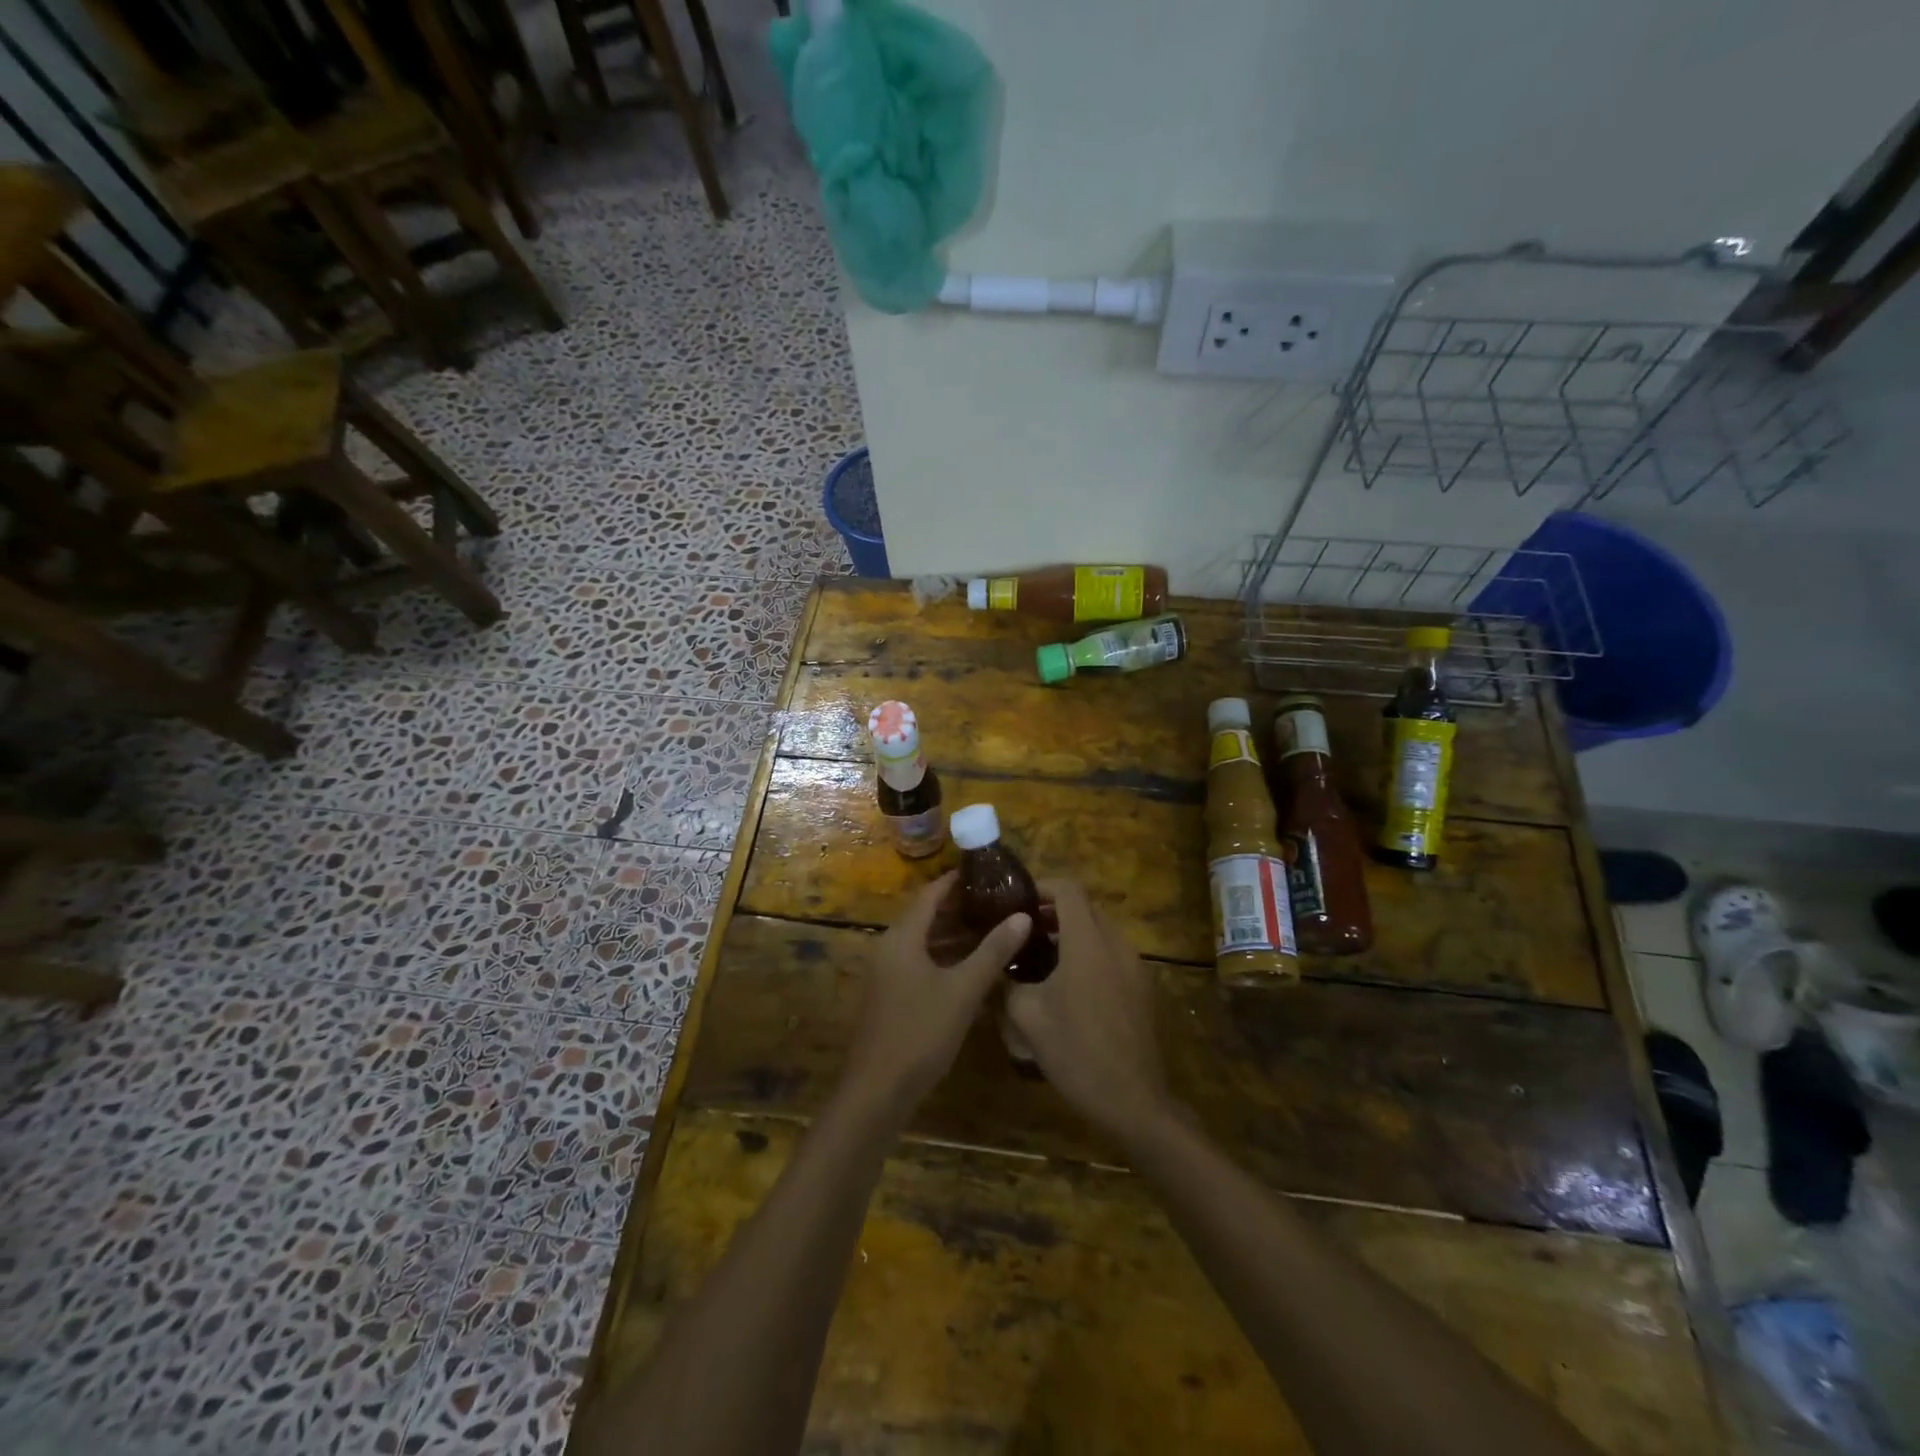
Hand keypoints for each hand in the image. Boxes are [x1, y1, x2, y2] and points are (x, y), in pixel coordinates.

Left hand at [844, 872, 1032, 1112]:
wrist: (877, 1091)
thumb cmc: (920, 1032)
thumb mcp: (963, 990)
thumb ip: (993, 951)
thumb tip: (1023, 916)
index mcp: (902, 937)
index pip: (930, 894)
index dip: (956, 880)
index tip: (988, 872)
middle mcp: (890, 947)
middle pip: (926, 915)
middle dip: (960, 907)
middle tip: (998, 900)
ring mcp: (887, 973)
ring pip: (924, 941)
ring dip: (954, 934)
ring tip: (992, 927)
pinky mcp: (890, 995)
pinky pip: (919, 962)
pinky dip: (944, 957)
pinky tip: (972, 966)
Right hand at [1006, 880, 1171, 1139]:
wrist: (1132, 1100)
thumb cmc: (1075, 1051)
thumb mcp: (1027, 1016)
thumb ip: (1009, 982)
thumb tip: (1000, 968)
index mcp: (1088, 942)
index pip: (1068, 889)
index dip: (1042, 886)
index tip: (1018, 900)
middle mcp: (1116, 945)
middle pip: (1086, 907)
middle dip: (1055, 911)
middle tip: (1025, 929)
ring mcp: (1135, 967)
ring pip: (1101, 932)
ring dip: (1073, 933)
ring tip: (1042, 957)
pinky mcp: (1142, 989)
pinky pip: (1113, 955)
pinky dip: (1090, 954)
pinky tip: (1069, 985)